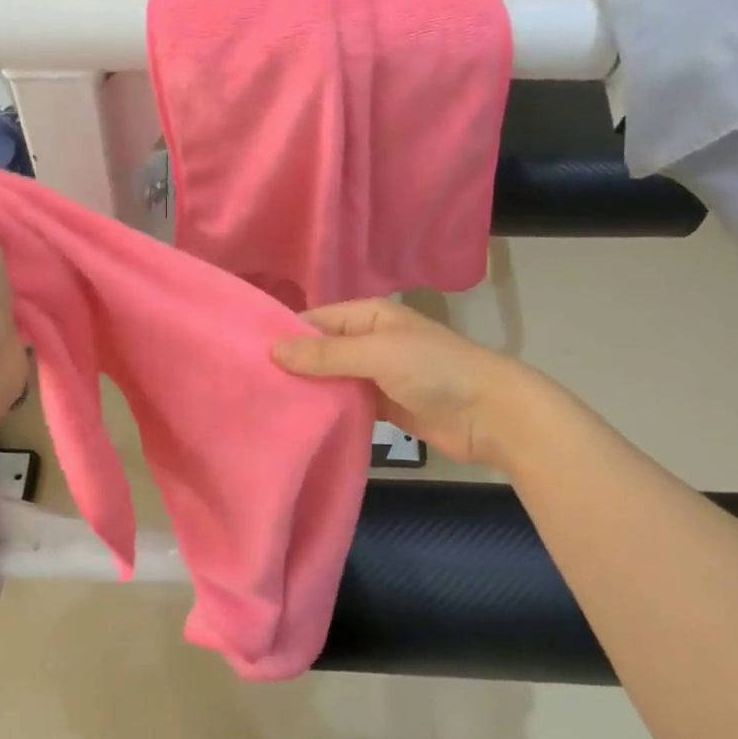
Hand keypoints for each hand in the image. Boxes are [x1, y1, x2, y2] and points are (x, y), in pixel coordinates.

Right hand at [272, 298, 530, 468]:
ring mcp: (376, 374)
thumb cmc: (435, 371)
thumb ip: (326, 354)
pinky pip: (346, 404)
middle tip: (249, 387)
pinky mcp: (383, 406)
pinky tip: (299, 422)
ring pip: (331, 379)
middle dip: (291, 366)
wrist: (492, 415)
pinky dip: (328, 410)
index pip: (314, 320)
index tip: (245, 357)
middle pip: (320, 351)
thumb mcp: (377, 354)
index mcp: (368, 315)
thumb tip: (272, 350)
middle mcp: (368, 340)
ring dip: (307, 391)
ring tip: (265, 406)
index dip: (283, 336)